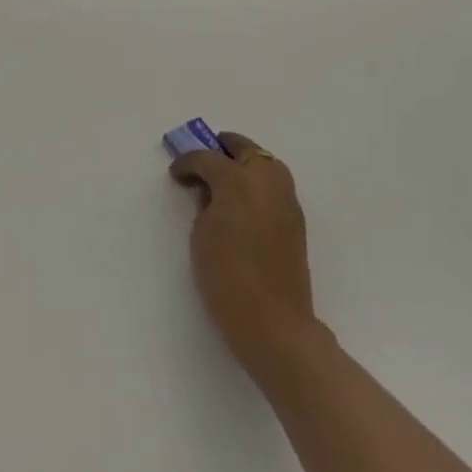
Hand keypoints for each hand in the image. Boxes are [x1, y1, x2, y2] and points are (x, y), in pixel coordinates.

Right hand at [169, 132, 317, 388]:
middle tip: (202, 160)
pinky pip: (274, 186)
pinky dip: (257, 183)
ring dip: (244, 163)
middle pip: (245, 149)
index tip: (176, 173)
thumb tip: (210, 192)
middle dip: (222, 149)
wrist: (272, 321)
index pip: (208, 158)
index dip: (188, 162)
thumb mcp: (202, 234)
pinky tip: (241, 202)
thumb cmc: (226, 276)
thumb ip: (205, 204)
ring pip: (265, 164)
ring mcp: (286, 199)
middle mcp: (267, 181)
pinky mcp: (295, 220)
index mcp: (239, 180)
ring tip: (222, 179)